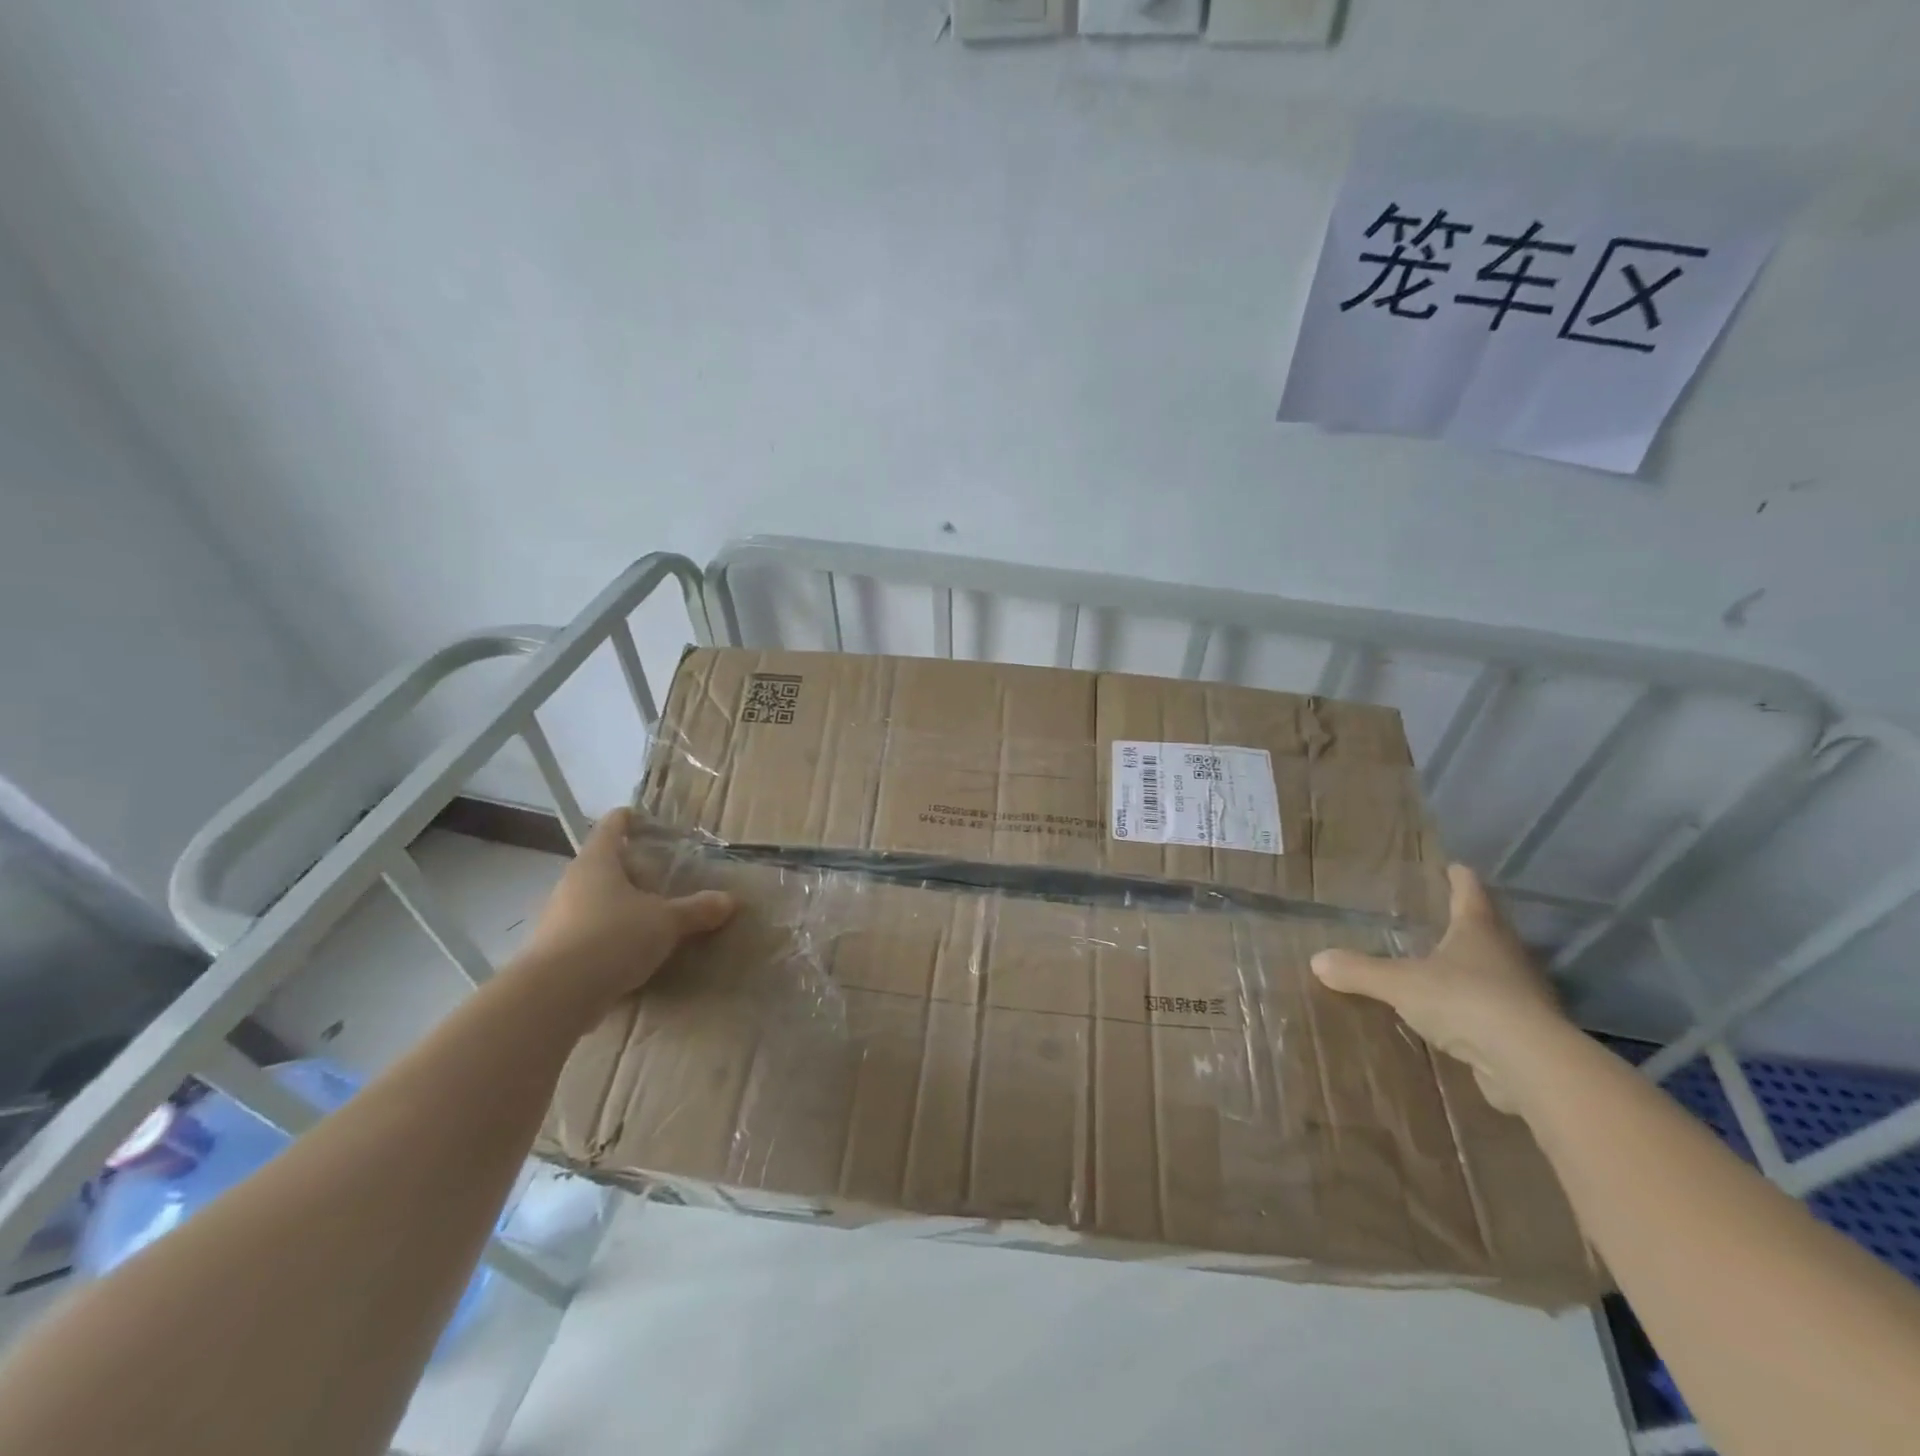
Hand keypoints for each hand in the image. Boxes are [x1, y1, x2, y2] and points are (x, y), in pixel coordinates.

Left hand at [512, 807, 735, 1014]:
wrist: (554, 996)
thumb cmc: (612, 938)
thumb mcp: (666, 923)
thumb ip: (697, 910)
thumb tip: (729, 900)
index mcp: (597, 862)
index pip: (612, 827)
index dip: (628, 819)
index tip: (643, 818)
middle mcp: (572, 883)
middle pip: (601, 864)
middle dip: (629, 868)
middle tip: (660, 873)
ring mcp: (558, 918)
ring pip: (593, 900)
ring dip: (619, 904)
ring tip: (650, 914)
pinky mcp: (554, 952)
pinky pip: (588, 933)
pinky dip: (608, 935)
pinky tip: (630, 951)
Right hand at [1310, 864, 1568, 1112]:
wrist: (1530, 1063)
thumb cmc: (1464, 1001)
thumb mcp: (1400, 983)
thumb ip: (1360, 970)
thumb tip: (1317, 960)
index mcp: (1479, 929)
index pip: (1470, 892)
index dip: (1460, 878)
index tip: (1455, 867)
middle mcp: (1508, 954)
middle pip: (1490, 929)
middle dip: (1470, 923)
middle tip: (1444, 918)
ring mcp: (1526, 993)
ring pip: (1498, 970)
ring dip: (1478, 967)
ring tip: (1449, 968)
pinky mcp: (1531, 1031)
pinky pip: (1500, 1010)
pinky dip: (1482, 1008)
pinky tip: (1462, 1018)